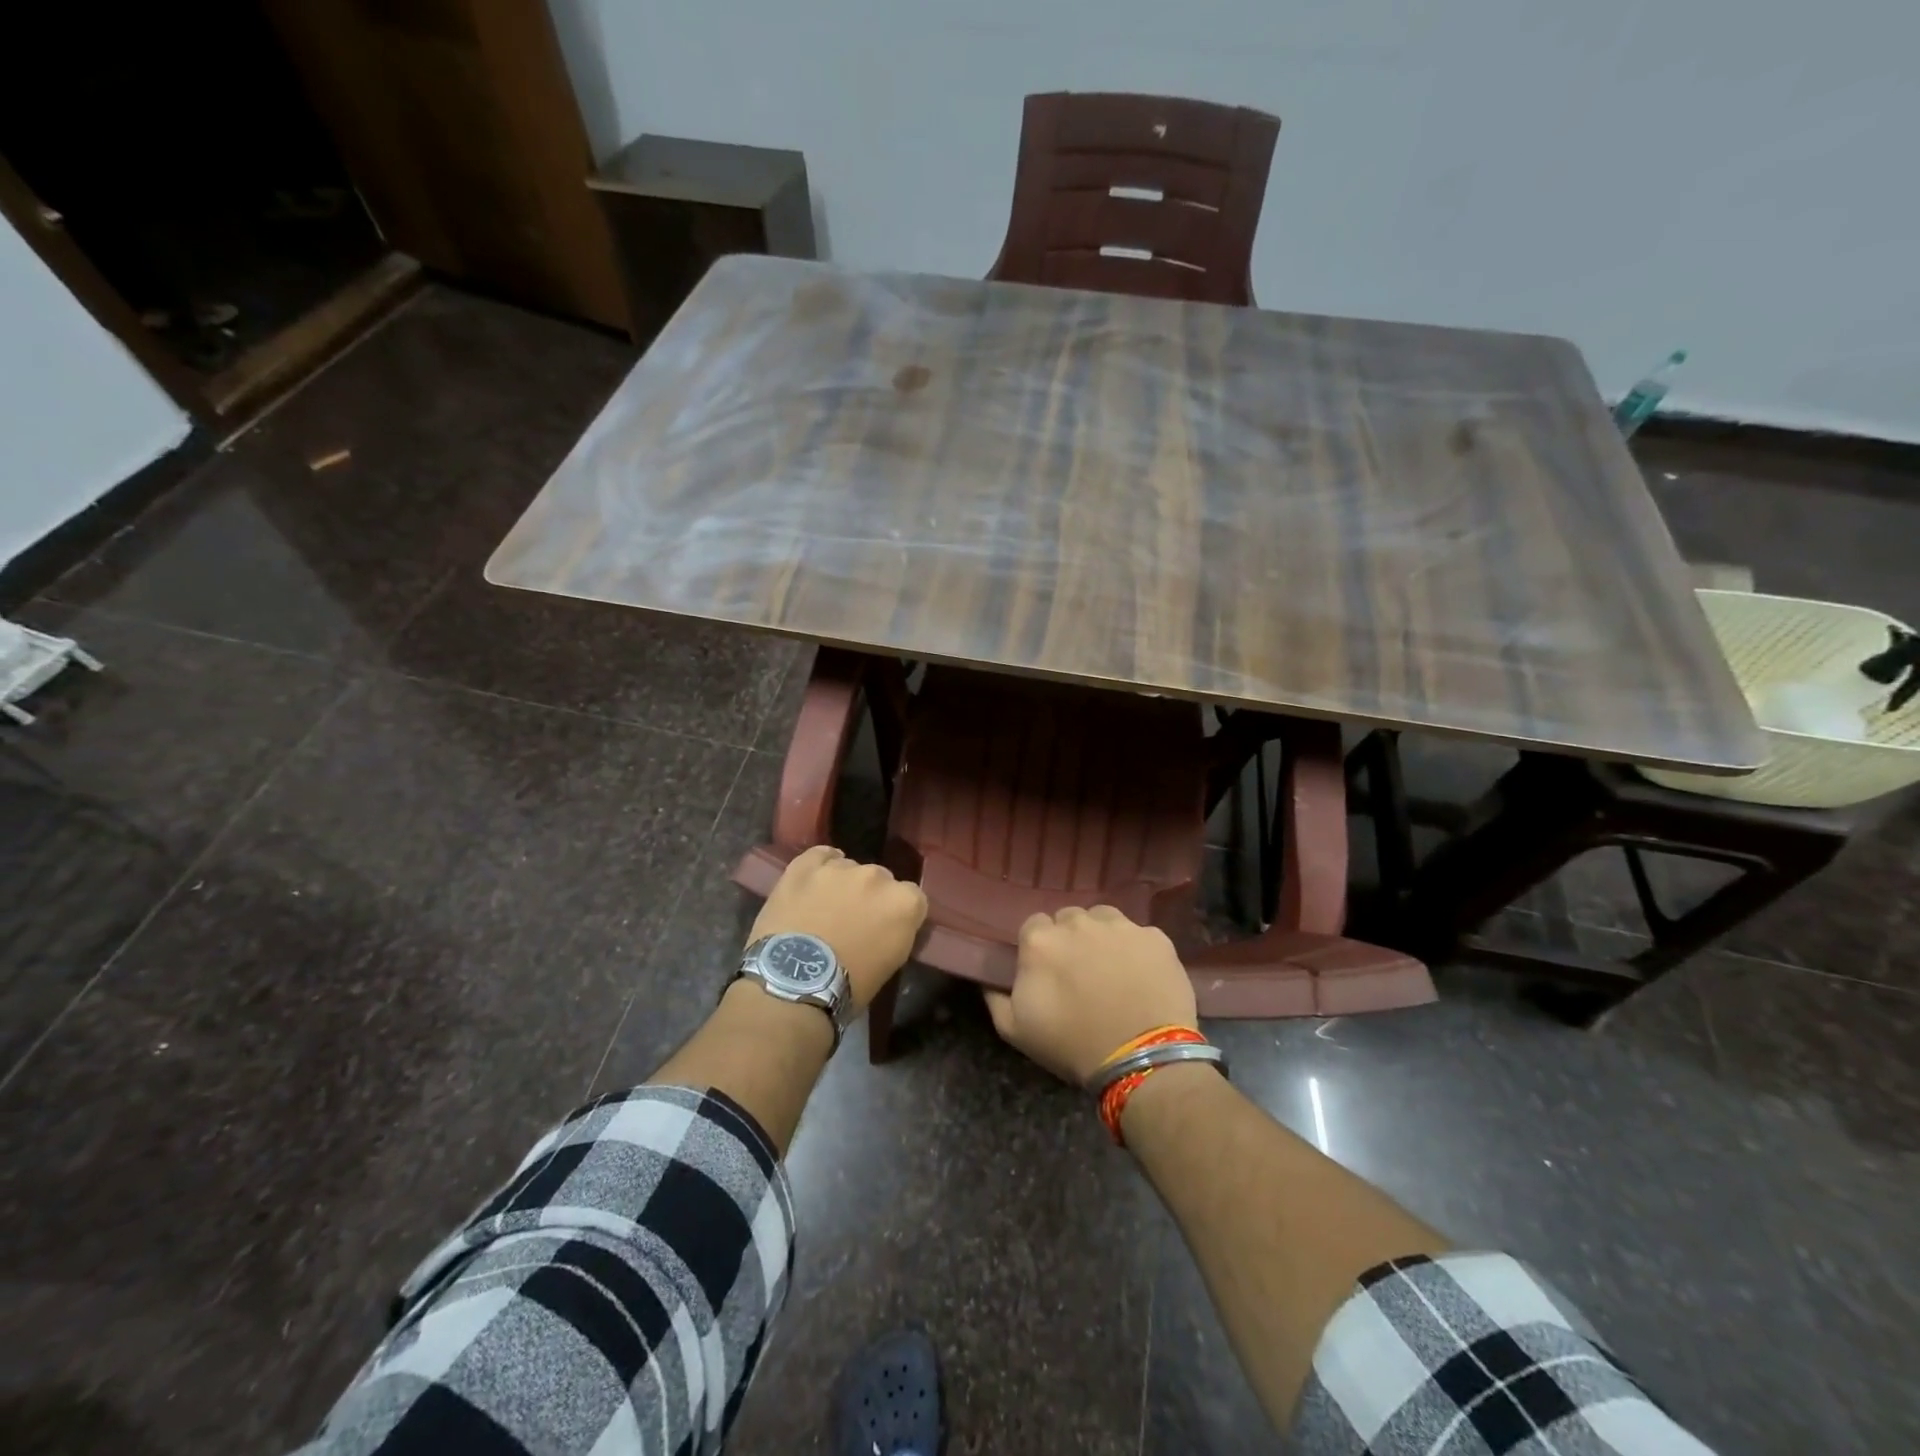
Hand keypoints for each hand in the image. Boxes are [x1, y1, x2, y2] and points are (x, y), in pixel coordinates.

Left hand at [749, 846, 927, 1010]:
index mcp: (904, 902)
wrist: (795, 983)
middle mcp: (877, 876)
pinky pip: (819, 855)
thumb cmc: (849, 985)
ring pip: (849, 867)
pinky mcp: (805, 866)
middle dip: (871, 897)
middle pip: (881, 880)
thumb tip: (886, 925)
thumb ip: (896, 932)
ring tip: (825, 908)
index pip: (913, 898)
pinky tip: (815, 879)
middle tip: (854, 921)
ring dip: (843, 884)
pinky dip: (820, 864)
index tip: (886, 929)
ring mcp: (840, 867)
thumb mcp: (890, 963)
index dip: (898, 914)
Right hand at [986, 905, 1196, 1084]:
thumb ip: (995, 997)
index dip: (1039, 948)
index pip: (1033, 926)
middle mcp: (1079, 922)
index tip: (1047, 970)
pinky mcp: (1155, 938)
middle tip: (1079, 971)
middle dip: (1070, 939)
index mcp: (1041, 941)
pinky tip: (1140, 975)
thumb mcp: (1015, 1030)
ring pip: (1104, 919)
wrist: (1142, 1058)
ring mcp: (1121, 926)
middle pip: (1069, 918)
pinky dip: (1137, 950)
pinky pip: (1139, 935)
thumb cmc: (1072, 1044)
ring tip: (1110, 968)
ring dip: (1102, 936)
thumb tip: (990, 978)